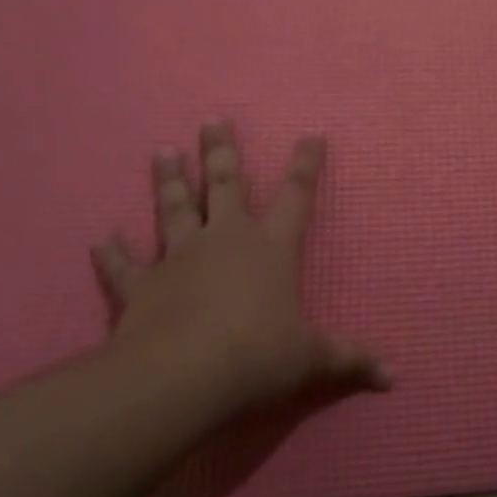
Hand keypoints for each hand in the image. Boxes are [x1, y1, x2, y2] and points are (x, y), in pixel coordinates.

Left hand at [91, 122, 388, 417]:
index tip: (311, 135)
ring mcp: (180, 257)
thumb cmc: (258, 356)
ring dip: (169, 180)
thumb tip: (395, 376)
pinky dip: (112, 253)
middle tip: (212, 119)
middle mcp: (227, 239)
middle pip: (226, 184)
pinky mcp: (141, 286)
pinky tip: (101, 238)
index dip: (306, 163)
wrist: (182, 377)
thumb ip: (350, 360)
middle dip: (222, 151)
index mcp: (272, 247)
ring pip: (174, 209)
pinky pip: (124, 266)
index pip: (296, 195)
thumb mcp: (312, 359)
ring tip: (162, 150)